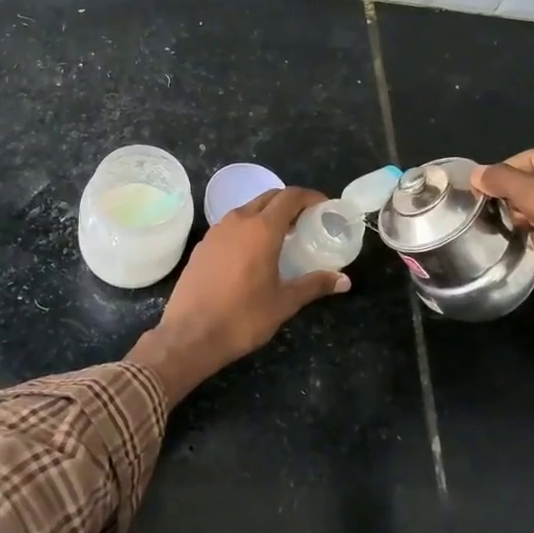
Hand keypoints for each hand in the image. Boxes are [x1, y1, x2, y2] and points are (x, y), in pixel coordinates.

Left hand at [129, 187, 349, 404]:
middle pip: (269, 197)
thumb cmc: (242, 317)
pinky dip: (249, 228)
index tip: (324, 207)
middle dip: (290, 204)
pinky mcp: (203, 245)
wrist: (189, 335)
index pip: (290, 197)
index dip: (311, 197)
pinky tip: (254, 253)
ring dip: (268, 215)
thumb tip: (344, 280)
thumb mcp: (284, 302)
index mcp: (261, 229)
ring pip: (248, 210)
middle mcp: (238, 221)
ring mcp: (216, 231)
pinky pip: (231, 226)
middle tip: (307, 222)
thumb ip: (314, 285)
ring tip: (283, 237)